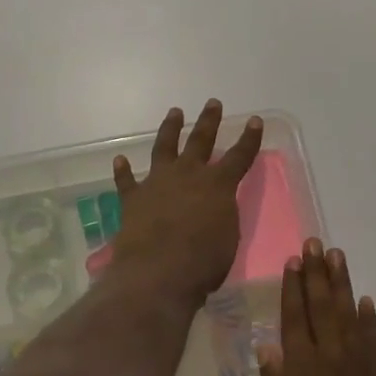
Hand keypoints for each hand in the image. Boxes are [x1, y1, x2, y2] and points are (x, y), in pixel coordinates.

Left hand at [109, 101, 263, 309]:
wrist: (158, 272)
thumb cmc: (203, 262)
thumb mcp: (228, 237)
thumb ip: (222, 215)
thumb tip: (215, 207)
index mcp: (218, 185)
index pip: (239, 156)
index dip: (249, 139)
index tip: (255, 121)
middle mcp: (187, 175)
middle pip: (200, 141)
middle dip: (208, 121)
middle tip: (212, 103)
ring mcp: (157, 183)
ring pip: (164, 148)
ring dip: (169, 129)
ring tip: (175, 112)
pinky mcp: (132, 199)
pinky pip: (126, 180)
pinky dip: (123, 171)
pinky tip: (120, 160)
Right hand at [260, 242, 375, 375]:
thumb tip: (268, 345)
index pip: (295, 321)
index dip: (293, 289)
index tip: (293, 260)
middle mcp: (332, 366)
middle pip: (323, 311)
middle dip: (318, 276)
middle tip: (316, 243)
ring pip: (350, 319)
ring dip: (343, 287)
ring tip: (338, 257)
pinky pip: (375, 346)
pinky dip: (370, 322)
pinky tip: (365, 302)